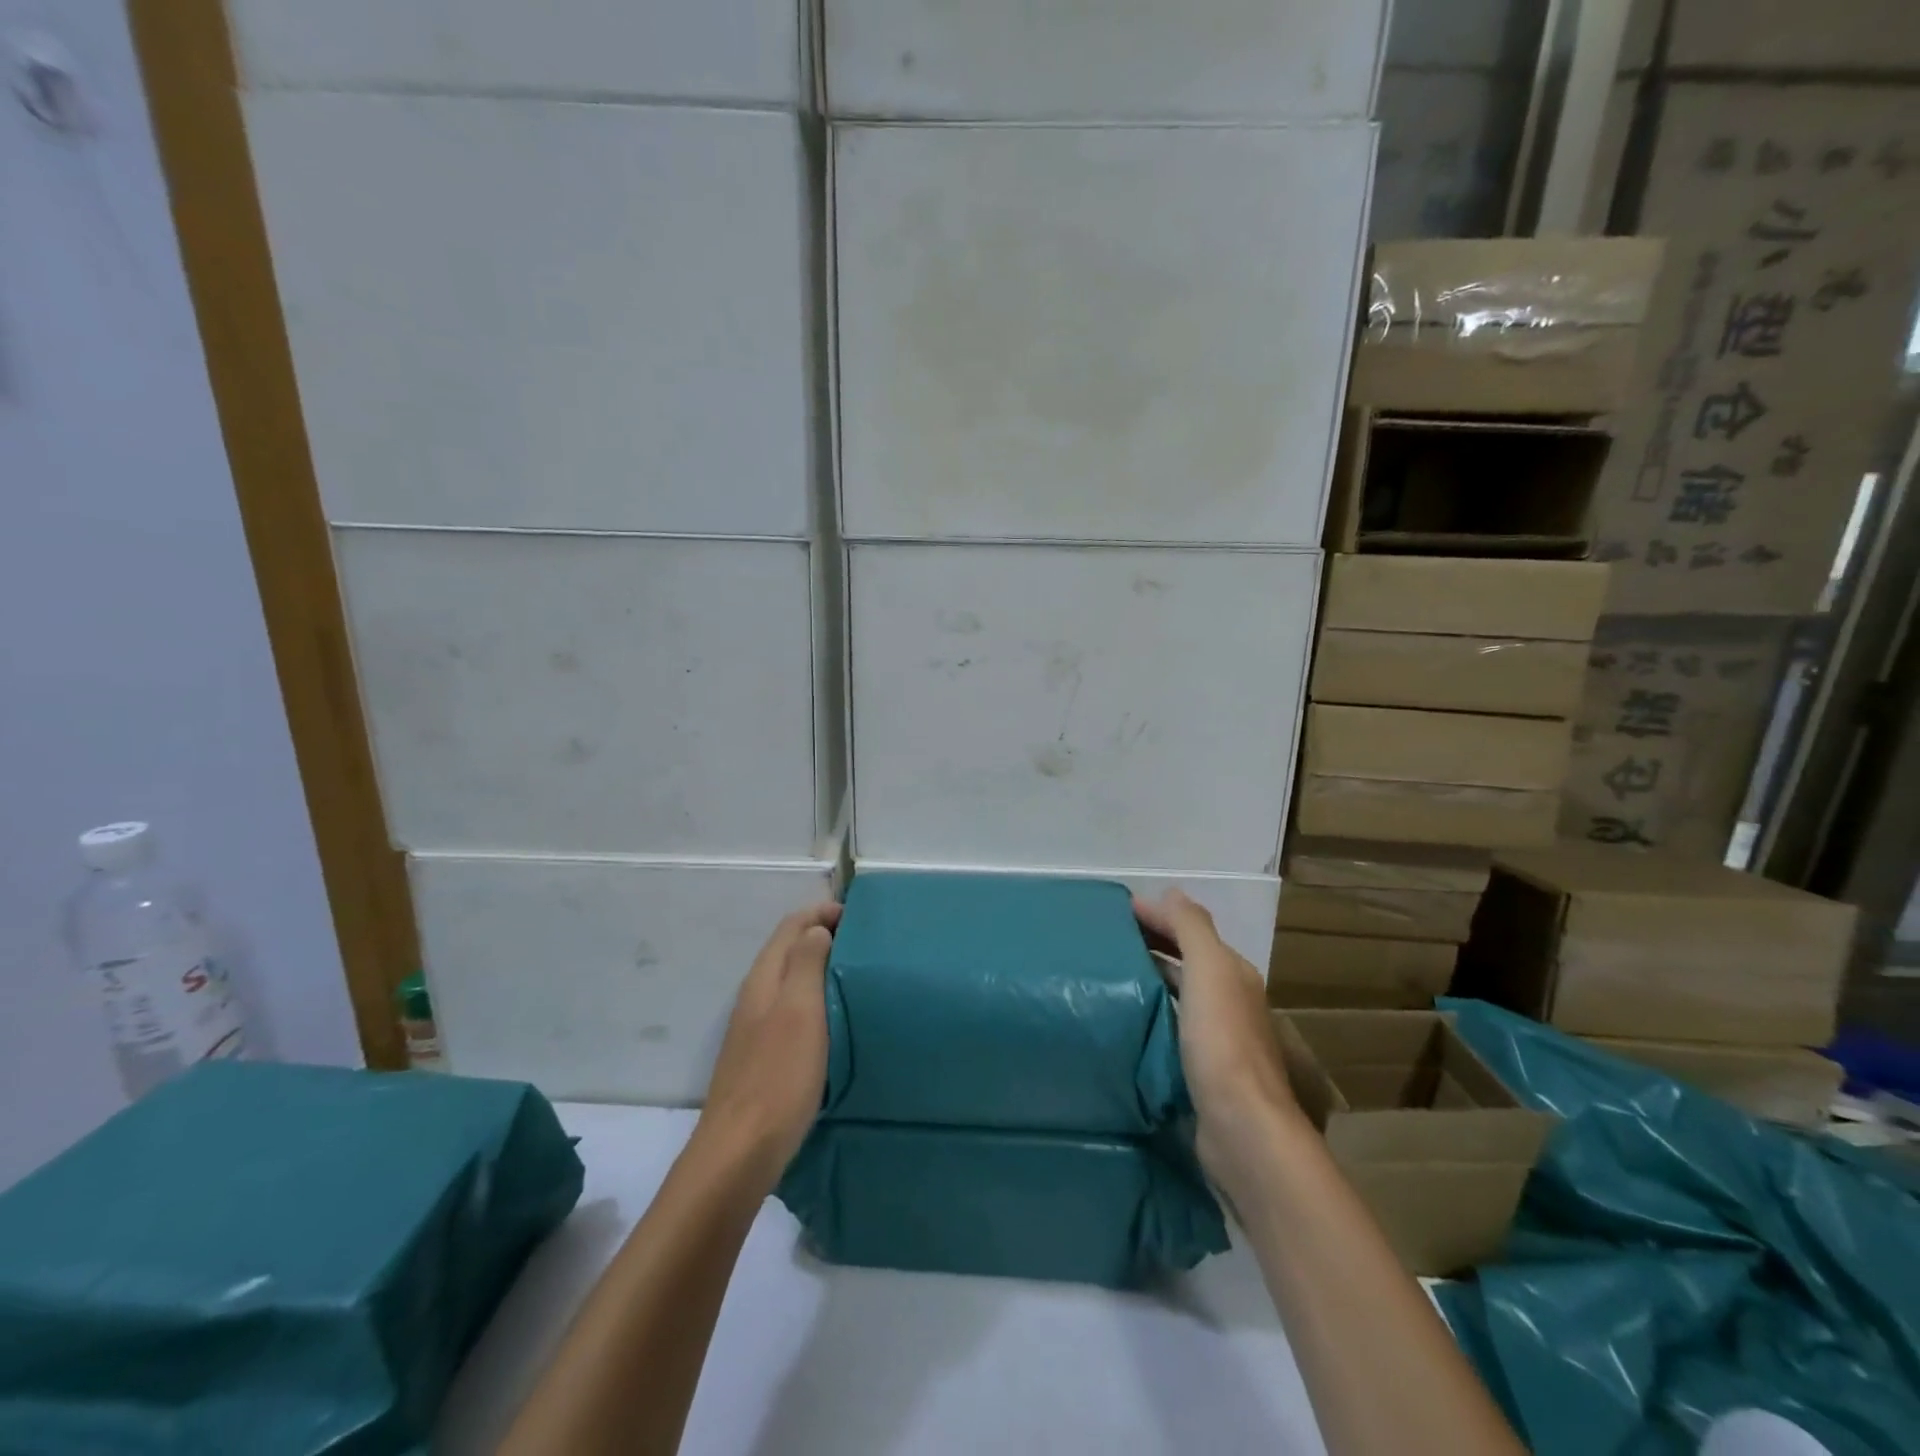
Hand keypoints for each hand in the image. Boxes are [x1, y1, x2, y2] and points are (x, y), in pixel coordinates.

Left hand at [696, 903, 841, 1188]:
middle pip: (789, 948)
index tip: (860, 917)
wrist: (740, 1152)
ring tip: (857, 974)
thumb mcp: (800, 1011)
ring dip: (820, 966)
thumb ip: (806, 963)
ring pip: (790, 979)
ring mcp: (756, 1026)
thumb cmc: (778, 1076)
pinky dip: (815, 998)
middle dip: (823, 935)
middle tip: (865, 943)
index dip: (822, 912)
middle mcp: (756, 995)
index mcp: (764, 978)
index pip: (792, 925)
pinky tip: (836, 1018)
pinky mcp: (763, 1054)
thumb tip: (817, 928)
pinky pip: (792, 1008)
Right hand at [1135, 890, 1306, 1196]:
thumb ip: (1191, 928)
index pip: (1190, 933)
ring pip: (1177, 997)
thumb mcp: (1210, 971)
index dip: (1157, 917)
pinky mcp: (1201, 1073)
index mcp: (1233, 974)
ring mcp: (1217, 1041)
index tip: (1114, 912)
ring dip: (1148, 981)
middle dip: (1151, 946)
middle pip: (1185, 963)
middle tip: (1104, 941)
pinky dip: (1149, 1016)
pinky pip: (1170, 1030)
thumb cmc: (1223, 1043)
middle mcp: (1230, 1002)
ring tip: (1106, 976)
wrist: (1241, 1130)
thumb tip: (1170, 892)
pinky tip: (1124, 1022)